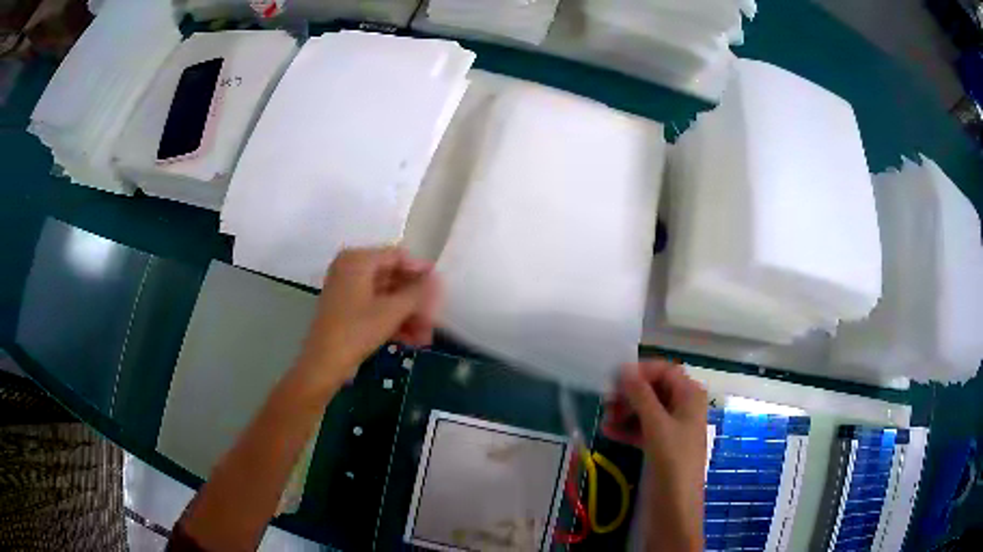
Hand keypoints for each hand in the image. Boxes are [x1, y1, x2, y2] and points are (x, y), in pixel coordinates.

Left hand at [295, 247, 439, 389]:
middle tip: (435, 318)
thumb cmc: (356, 330)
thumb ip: (417, 292)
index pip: (397, 256)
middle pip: (393, 278)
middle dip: (415, 301)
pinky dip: (393, 322)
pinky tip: (412, 340)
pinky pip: (376, 308)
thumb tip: (437, 280)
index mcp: (357, 260)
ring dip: (408, 315)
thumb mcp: (392, 311)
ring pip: (386, 297)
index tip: (440, 288)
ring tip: (426, 337)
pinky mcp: (348, 310)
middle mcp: (351, 269)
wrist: (324, 363)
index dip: (421, 271)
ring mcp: (348, 290)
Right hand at [609, 361, 706, 551]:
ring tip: (605, 420)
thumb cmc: (671, 463)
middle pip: (655, 389)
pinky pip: (643, 429)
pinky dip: (627, 428)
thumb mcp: (656, 427)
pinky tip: (608, 433)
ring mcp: (672, 428)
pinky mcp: (662, 446)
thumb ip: (641, 396)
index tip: (613, 379)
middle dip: (630, 393)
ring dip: (626, 411)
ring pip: (647, 409)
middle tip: (606, 401)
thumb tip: (624, 368)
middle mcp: (683, 407)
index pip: (665, 371)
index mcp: (690, 396)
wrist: (675, 509)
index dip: (640, 371)